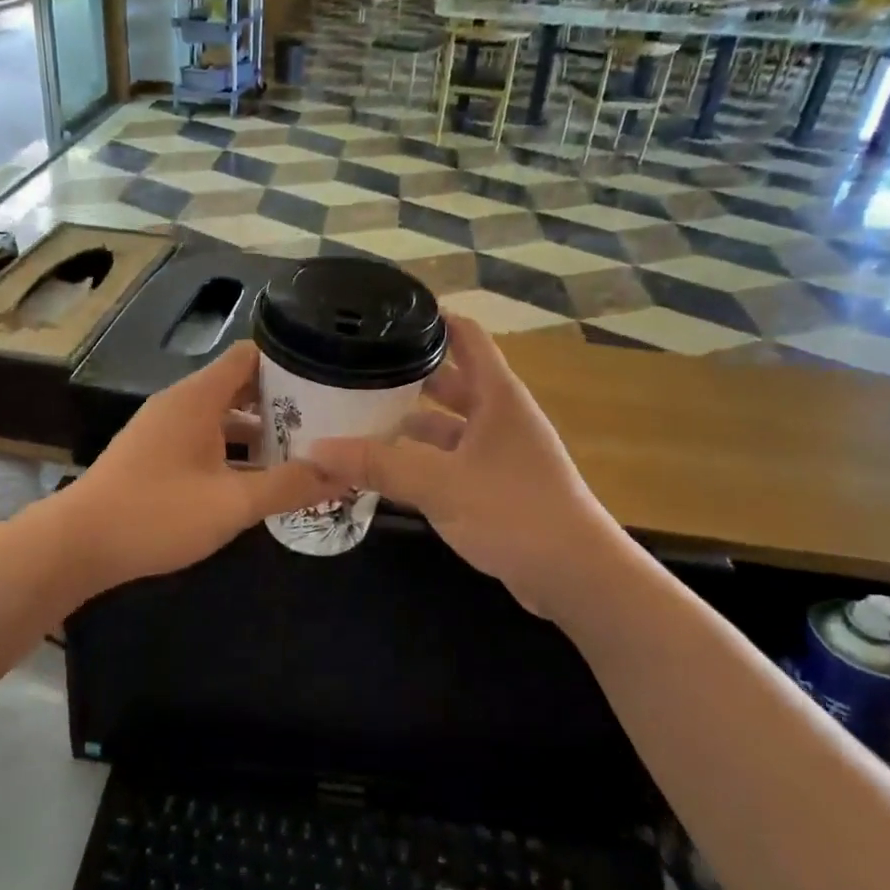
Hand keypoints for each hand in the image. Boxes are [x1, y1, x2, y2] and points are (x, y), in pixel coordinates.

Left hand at [61, 340, 333, 592]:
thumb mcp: (232, 503)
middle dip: (281, 403)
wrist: (77, 545)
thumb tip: (341, 473)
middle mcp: (181, 403)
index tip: (326, 383)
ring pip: (222, 416)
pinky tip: (256, 480)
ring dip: (258, 431)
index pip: (250, 356)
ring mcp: (164, 429)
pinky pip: (204, 439)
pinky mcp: (154, 454)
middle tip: (325, 423)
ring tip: (301, 452)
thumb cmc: (157, 513)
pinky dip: (232, 451)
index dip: (289, 364)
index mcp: (198, 397)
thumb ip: (289, 486)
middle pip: (239, 386)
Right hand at [305, 316, 616, 619]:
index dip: (433, 319)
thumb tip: (315, 449)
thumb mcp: (440, 484)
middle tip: (357, 369)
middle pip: (450, 380)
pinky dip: (421, 459)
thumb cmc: (513, 511)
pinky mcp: (496, 486)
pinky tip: (386, 468)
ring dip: (411, 422)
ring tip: (360, 418)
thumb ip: (378, 465)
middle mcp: (500, 416)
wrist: (574, 576)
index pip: (466, 336)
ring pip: (448, 425)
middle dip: (408, 375)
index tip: (389, 313)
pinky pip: (451, 460)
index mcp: (497, 396)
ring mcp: (500, 453)